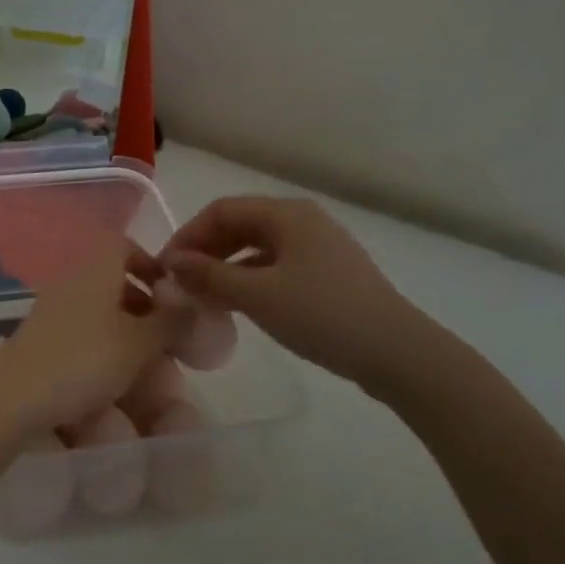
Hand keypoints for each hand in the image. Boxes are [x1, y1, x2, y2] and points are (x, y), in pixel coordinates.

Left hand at [0, 241, 188, 438]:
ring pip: (98, 309)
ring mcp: (52, 309)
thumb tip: (192, 303)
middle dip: (143, 304)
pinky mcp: (40, 338)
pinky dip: (101, 346)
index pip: (123, 245)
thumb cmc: (84, 360)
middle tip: (166, 336)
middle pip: (112, 280)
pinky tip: (112, 378)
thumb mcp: (139, 344)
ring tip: (145, 363)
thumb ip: (170, 322)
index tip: (171, 293)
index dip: (150, 262)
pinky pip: (80, 331)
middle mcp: (71, 281)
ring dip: (125, 329)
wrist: (14, 396)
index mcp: (95, 270)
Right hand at [162, 195, 428, 390]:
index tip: (166, 267)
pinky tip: (237, 306)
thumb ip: (209, 276)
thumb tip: (172, 263)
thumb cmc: (322, 314)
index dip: (188, 235)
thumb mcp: (257, 295)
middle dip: (205, 251)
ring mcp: (319, 248)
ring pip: (257, 248)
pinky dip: (249, 280)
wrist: (398, 353)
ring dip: (225, 267)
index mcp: (286, 214)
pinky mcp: (328, 275)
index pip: (221, 210)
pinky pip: (276, 267)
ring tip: (202, 297)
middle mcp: (302, 221)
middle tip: (180, 282)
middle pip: (240, 225)